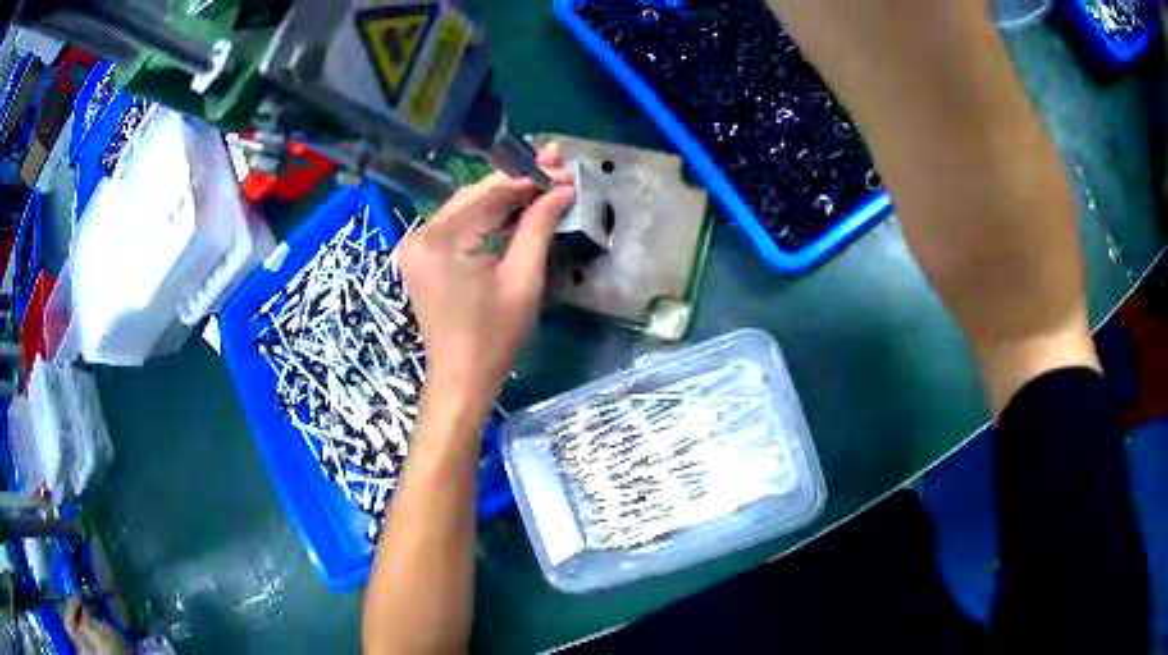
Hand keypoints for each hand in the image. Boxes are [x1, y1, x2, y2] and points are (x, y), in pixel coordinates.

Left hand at [398, 146, 575, 402]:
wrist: (461, 379)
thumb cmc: (494, 338)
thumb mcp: (523, 279)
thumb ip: (538, 227)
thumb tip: (563, 189)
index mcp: (441, 241)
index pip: (490, 195)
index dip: (529, 178)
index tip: (563, 168)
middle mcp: (421, 234)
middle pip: (475, 195)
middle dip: (517, 181)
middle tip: (557, 166)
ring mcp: (417, 244)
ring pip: (468, 206)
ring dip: (504, 195)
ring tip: (543, 181)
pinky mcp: (422, 255)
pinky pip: (459, 223)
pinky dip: (487, 215)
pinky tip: (515, 206)